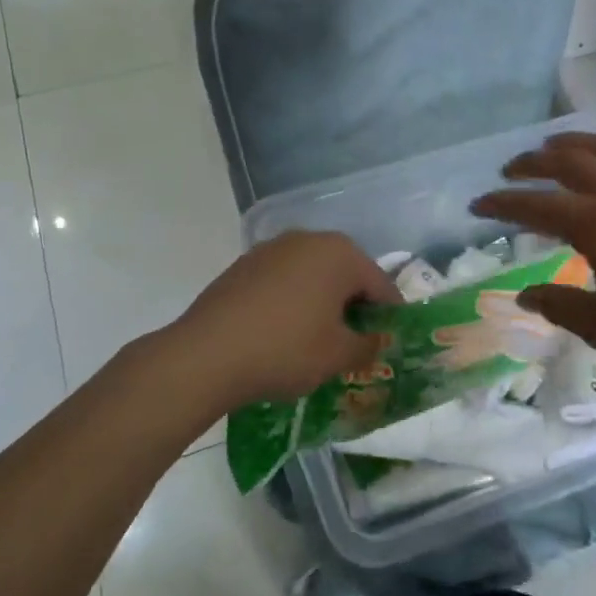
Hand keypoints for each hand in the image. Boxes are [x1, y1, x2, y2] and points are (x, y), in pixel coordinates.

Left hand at [169, 231, 400, 408]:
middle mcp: (307, 239)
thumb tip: (375, 340)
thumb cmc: (286, 349)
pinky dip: (291, 302)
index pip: (381, 285)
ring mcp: (271, 249)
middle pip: (346, 275)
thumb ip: (368, 345)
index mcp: (340, 253)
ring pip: (312, 277)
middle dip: (353, 307)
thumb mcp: (338, 356)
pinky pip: (282, 282)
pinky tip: (282, 333)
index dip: (389, 318)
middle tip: (353, 345)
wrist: (206, 354)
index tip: (387, 345)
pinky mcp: (243, 265)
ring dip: (321, 303)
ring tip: (317, 341)